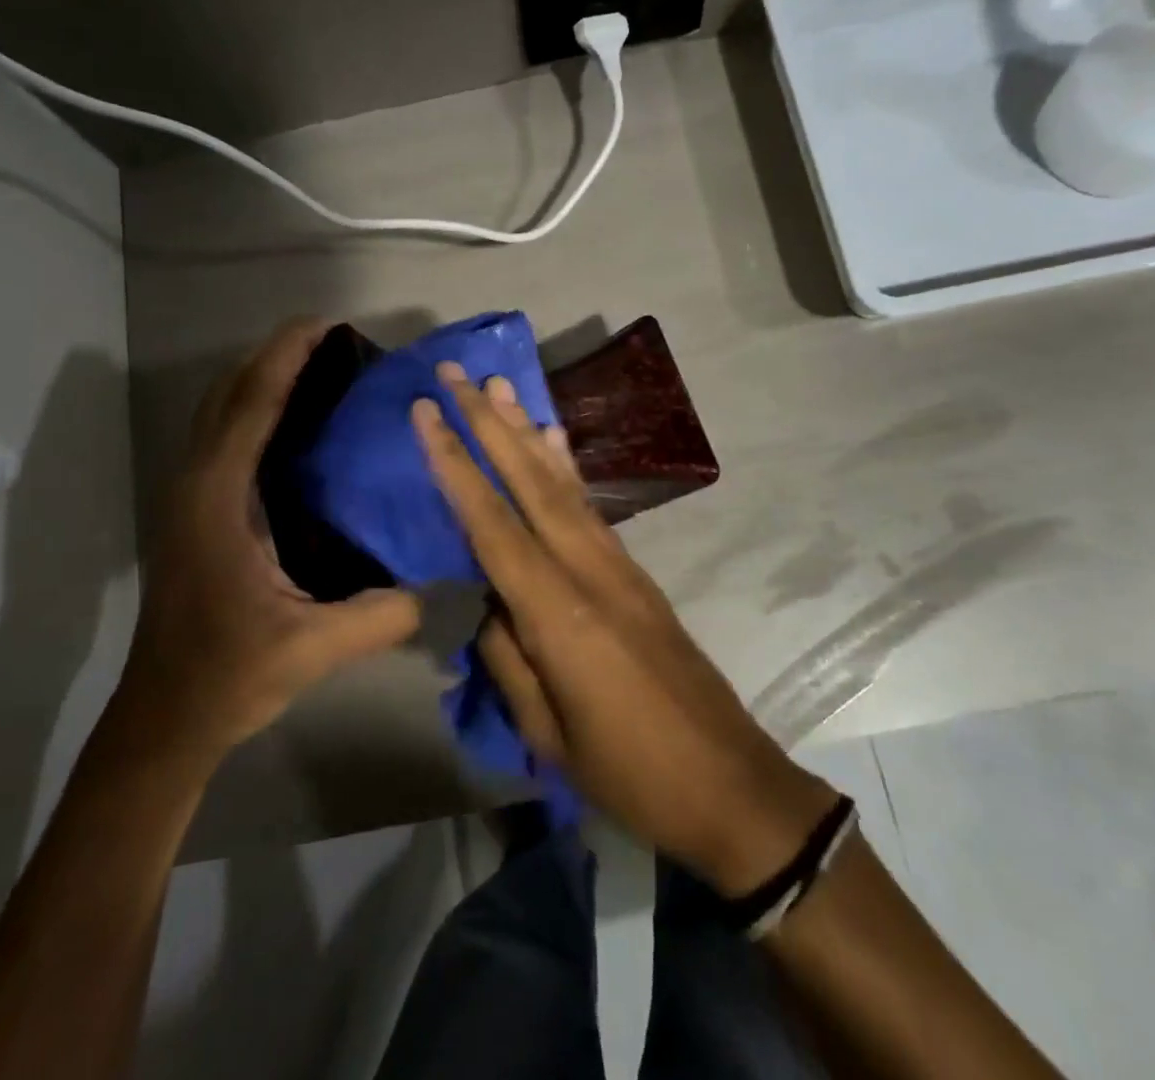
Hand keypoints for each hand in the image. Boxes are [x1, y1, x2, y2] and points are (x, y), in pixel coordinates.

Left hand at [122, 319, 420, 758]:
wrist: (165, 717)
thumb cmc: (230, 674)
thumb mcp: (313, 647)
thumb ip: (382, 614)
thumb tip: (442, 584)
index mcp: (219, 501)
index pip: (252, 406)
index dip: (286, 357)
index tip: (324, 324)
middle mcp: (195, 484)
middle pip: (227, 395)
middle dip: (272, 355)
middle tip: (329, 340)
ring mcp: (187, 496)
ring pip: (217, 411)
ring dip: (258, 378)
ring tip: (314, 367)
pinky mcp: (192, 511)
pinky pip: (219, 436)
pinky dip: (250, 408)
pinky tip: (291, 422)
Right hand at [414, 363, 836, 896]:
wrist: (727, 780)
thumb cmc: (628, 771)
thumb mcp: (547, 731)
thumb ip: (507, 657)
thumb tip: (481, 602)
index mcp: (557, 611)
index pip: (490, 522)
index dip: (454, 464)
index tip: (427, 413)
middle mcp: (587, 568)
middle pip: (528, 481)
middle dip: (488, 422)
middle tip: (457, 374)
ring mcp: (616, 563)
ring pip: (561, 482)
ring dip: (526, 430)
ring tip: (501, 385)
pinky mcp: (633, 569)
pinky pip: (589, 504)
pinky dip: (566, 465)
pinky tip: (553, 438)